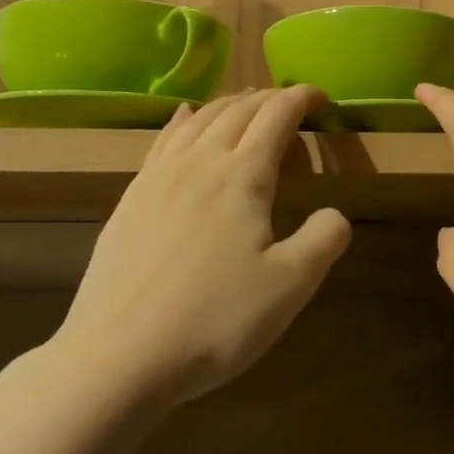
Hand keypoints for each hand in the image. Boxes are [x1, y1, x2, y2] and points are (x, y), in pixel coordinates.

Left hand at [57, 87, 350, 408]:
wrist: (117, 357)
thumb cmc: (214, 320)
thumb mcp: (290, 286)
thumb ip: (324, 240)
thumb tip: (336, 213)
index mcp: (243, 175)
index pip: (277, 115)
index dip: (302, 98)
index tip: (322, 96)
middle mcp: (201, 161)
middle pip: (238, 110)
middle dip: (269, 97)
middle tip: (291, 101)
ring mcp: (159, 177)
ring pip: (200, 119)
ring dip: (229, 103)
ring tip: (246, 103)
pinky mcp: (131, 198)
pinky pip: (163, 139)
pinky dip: (184, 119)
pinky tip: (184, 116)